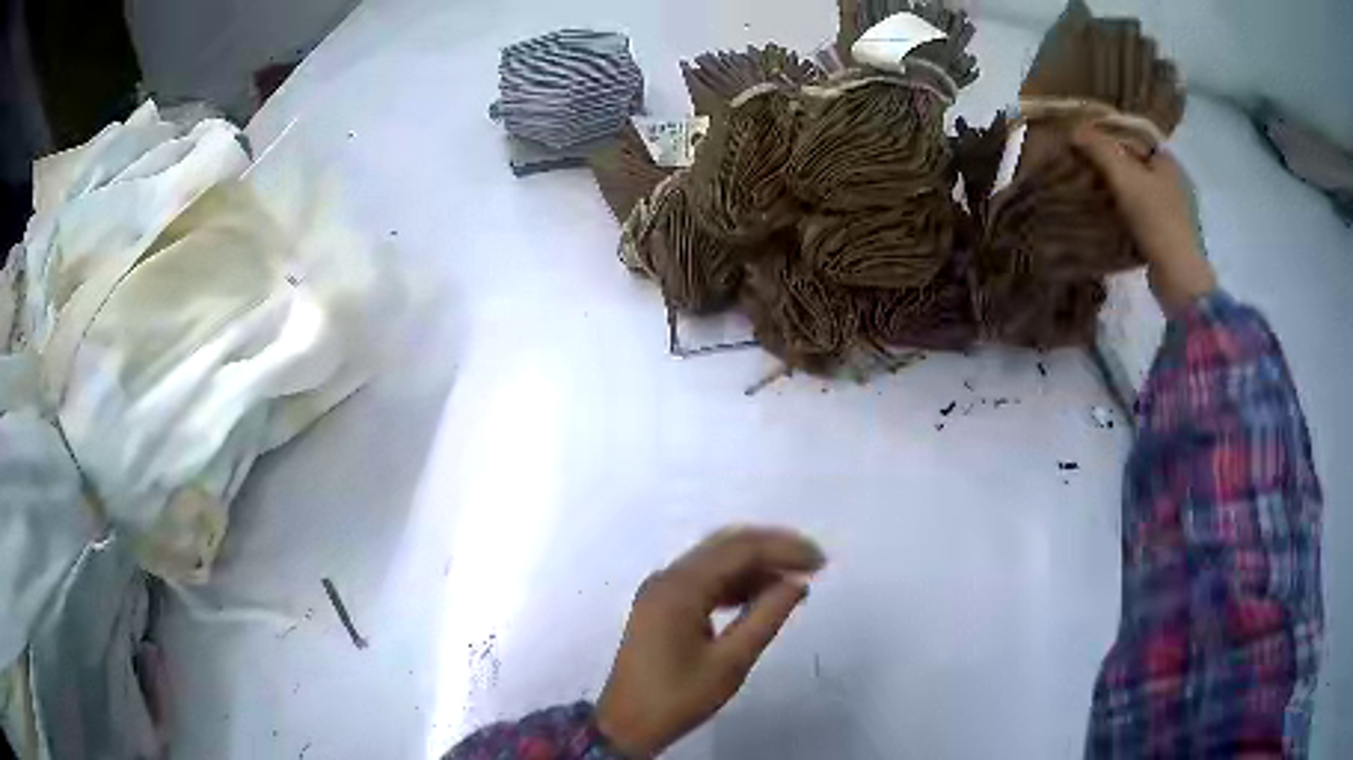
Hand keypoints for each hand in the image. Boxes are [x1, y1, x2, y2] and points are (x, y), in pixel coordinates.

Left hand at [596, 527, 825, 756]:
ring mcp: (660, 590)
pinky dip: (735, 581)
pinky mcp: (661, 604)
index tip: (820, 562)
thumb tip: (798, 583)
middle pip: (726, 546)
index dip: (784, 549)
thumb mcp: (730, 663)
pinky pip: (703, 579)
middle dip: (772, 549)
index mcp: (680, 588)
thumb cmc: (678, 698)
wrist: (627, 725)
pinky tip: (761, 595)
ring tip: (794, 581)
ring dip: (755, 565)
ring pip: (715, 560)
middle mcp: (667, 578)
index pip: (740, 550)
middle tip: (812, 563)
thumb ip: (766, 617)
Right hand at [1073, 123, 1217, 315]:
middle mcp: (1176, 182)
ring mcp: (1176, 211)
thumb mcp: (1124, 177)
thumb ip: (1099, 149)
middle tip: (1086, 166)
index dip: (1112, 137)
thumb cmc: (1156, 220)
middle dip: (1114, 165)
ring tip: (1093, 190)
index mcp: (1169, 162)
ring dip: (1120, 191)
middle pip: (1138, 165)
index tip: (1088, 142)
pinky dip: (1128, 213)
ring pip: (1140, 191)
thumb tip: (1074, 129)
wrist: (1180, 278)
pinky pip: (1144, 214)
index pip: (1136, 138)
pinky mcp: (1170, 236)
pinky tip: (1111, 216)